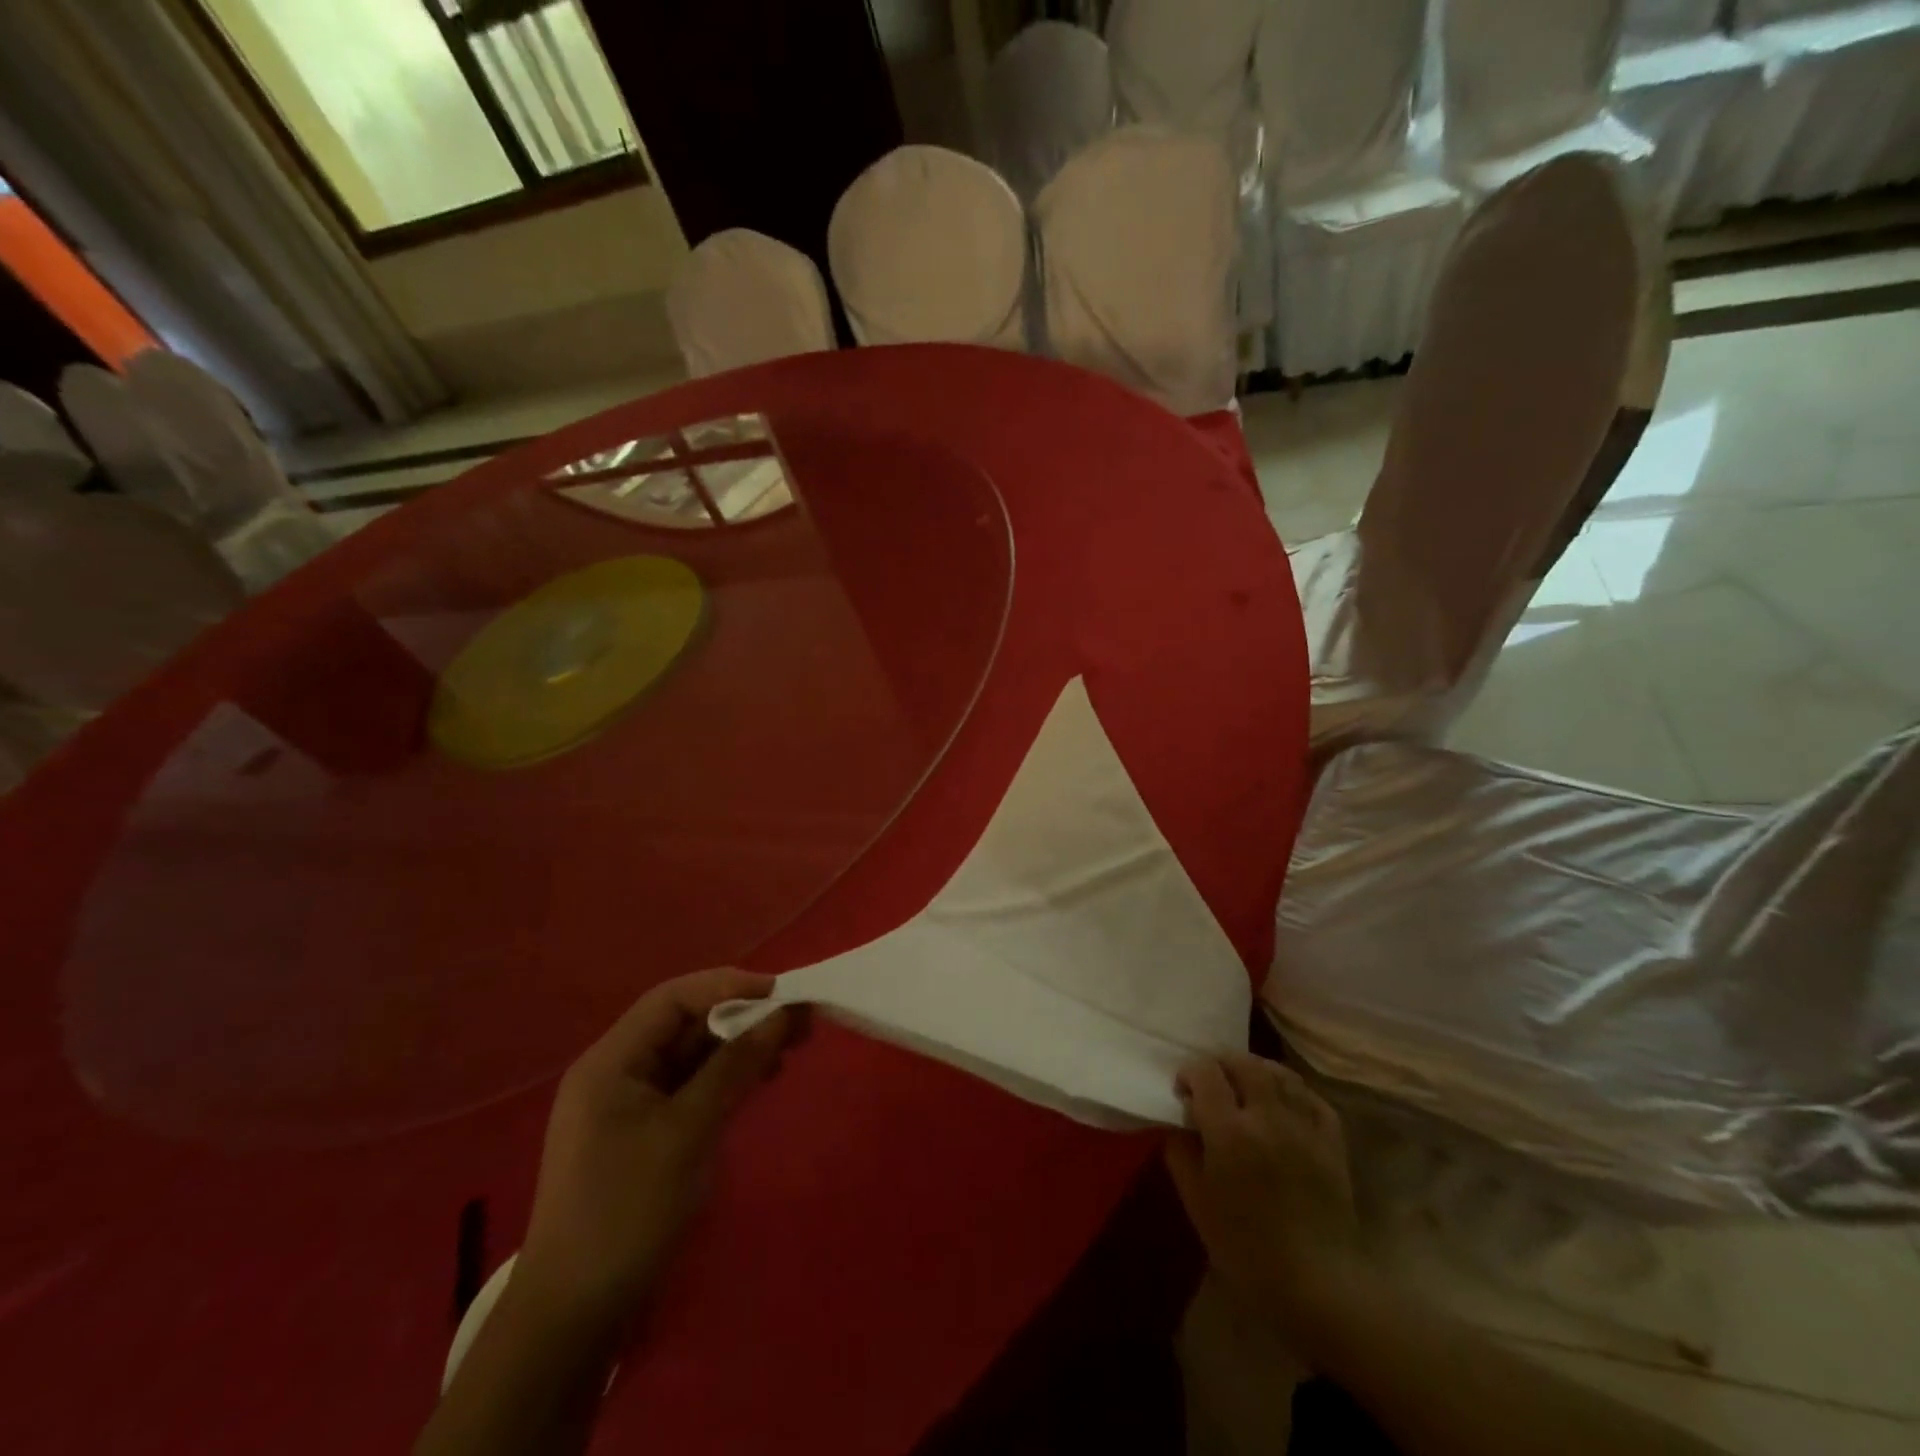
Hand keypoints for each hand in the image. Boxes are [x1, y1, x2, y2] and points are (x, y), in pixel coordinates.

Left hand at [515, 968, 799, 1330]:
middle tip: (797, 1021)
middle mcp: (618, 1074)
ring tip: (790, 1048)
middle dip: (740, 1017)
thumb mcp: (688, 1131)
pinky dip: (727, 1079)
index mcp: (611, 1062)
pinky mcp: (646, 1136)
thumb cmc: (627, 1211)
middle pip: (684, 1025)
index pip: (673, 999)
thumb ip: (735, 1067)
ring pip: (692, 1057)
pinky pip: (692, 1089)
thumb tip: (783, 1014)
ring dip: (739, 1048)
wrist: (575, 1319)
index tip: (780, 992)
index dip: (727, 986)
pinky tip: (761, 1081)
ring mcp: (630, 1107)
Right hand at [1166, 1053, 1365, 1338]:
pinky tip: (1282, 1101)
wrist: (1319, 1288)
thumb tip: (1178, 1123)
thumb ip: (1180, 1153)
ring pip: (1279, 1073)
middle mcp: (1268, 1117)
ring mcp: (1304, 1126)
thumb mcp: (1197, 1203)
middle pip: (1243, 1063)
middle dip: (1221, 1064)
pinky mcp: (1332, 1141)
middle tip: (1212, 1084)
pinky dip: (1292, 1089)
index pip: (1205, 1073)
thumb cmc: (1247, 1250)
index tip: (1183, 1092)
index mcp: (1230, 1132)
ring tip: (1245, 1087)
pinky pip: (1311, 1096)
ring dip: (1256, 1071)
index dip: (1189, 1073)